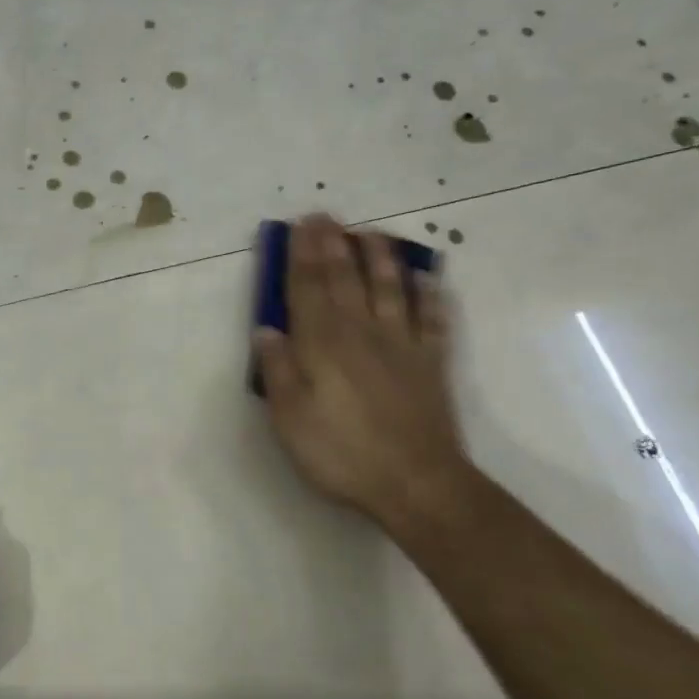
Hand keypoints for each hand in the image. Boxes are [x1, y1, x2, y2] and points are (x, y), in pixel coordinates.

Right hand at [252, 216, 471, 527]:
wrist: (415, 482)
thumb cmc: (341, 452)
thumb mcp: (290, 417)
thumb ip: (278, 370)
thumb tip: (266, 330)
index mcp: (322, 344)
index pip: (306, 289)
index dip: (300, 256)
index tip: (298, 226)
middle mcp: (361, 332)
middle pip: (344, 279)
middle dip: (332, 245)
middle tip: (325, 216)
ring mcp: (401, 344)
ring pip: (389, 288)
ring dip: (378, 257)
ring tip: (370, 232)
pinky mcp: (431, 362)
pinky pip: (432, 318)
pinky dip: (429, 294)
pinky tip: (427, 277)